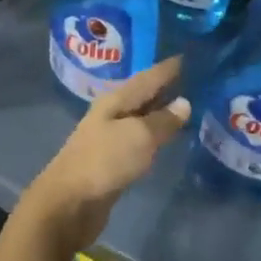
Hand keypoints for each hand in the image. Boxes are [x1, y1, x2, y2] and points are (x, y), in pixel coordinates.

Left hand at [26, 58, 189, 248]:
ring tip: (185, 105)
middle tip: (192, 78)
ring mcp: (108, 139)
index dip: (167, 68)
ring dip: (159, 111)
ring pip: (140, 118)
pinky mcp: (110, 162)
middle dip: (164, 87)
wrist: (68, 204)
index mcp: (115, 100)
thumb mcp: (139, 136)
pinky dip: (153, 135)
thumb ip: (163, 121)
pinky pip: (137, 140)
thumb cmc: (104, 162)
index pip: (147, 77)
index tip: (187, 56)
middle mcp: (110, 114)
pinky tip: (165, 138)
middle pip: (141, 95)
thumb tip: (184, 103)